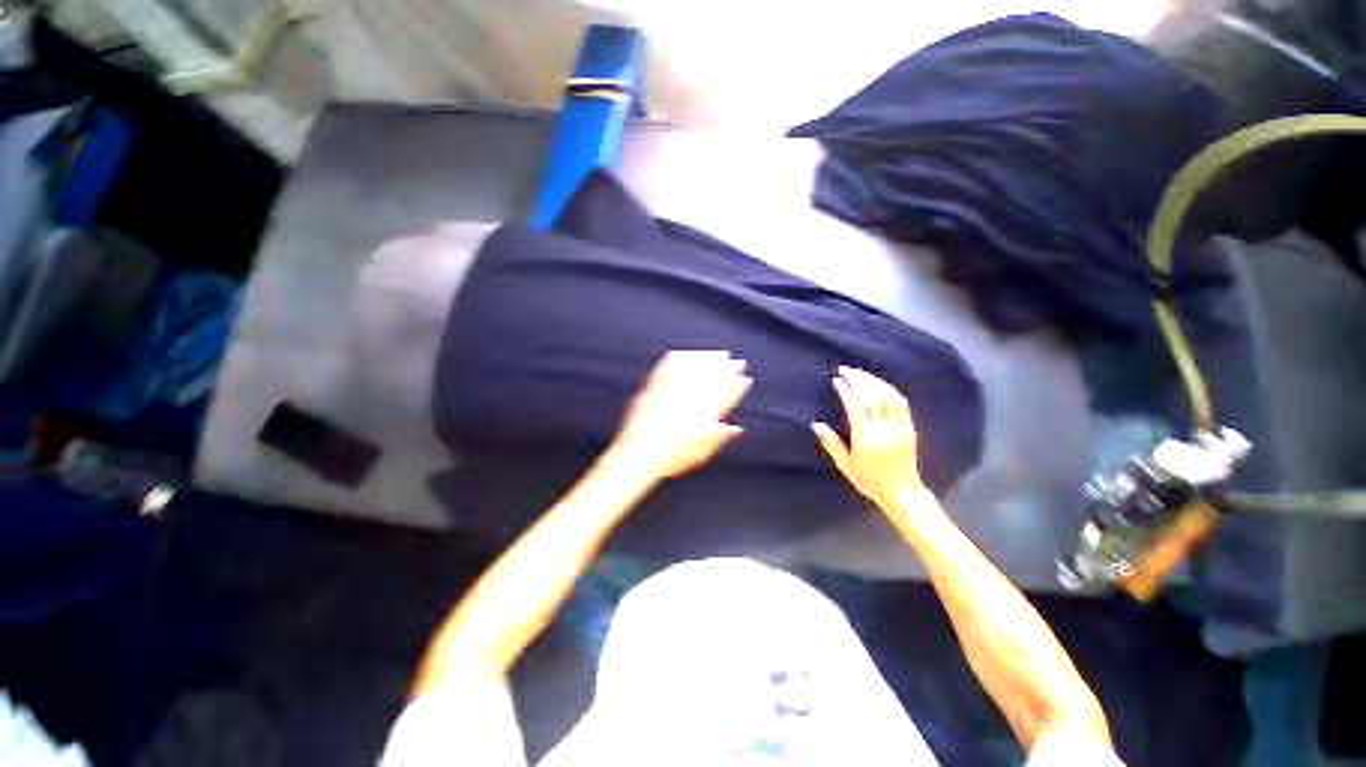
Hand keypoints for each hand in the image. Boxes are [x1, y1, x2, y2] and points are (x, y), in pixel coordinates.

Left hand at [608, 351, 752, 479]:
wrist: (638, 454)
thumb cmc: (672, 458)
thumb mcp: (701, 453)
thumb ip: (719, 437)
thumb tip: (736, 429)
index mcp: (703, 414)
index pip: (726, 395)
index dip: (738, 386)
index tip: (746, 379)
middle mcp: (689, 398)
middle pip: (713, 378)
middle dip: (729, 368)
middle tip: (739, 363)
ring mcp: (671, 391)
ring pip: (695, 368)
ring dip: (710, 359)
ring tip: (720, 354)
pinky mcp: (655, 388)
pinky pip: (670, 367)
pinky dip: (681, 358)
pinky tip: (686, 354)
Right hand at [813, 366, 925, 508]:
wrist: (902, 492)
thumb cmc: (868, 480)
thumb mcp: (845, 464)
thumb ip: (831, 443)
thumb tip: (815, 424)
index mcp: (866, 437)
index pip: (855, 406)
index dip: (846, 390)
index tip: (836, 380)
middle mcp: (884, 428)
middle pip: (871, 396)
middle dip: (857, 379)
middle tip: (844, 369)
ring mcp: (899, 426)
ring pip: (887, 395)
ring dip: (872, 380)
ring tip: (859, 372)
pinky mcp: (908, 427)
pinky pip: (900, 402)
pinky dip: (888, 388)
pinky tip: (878, 383)